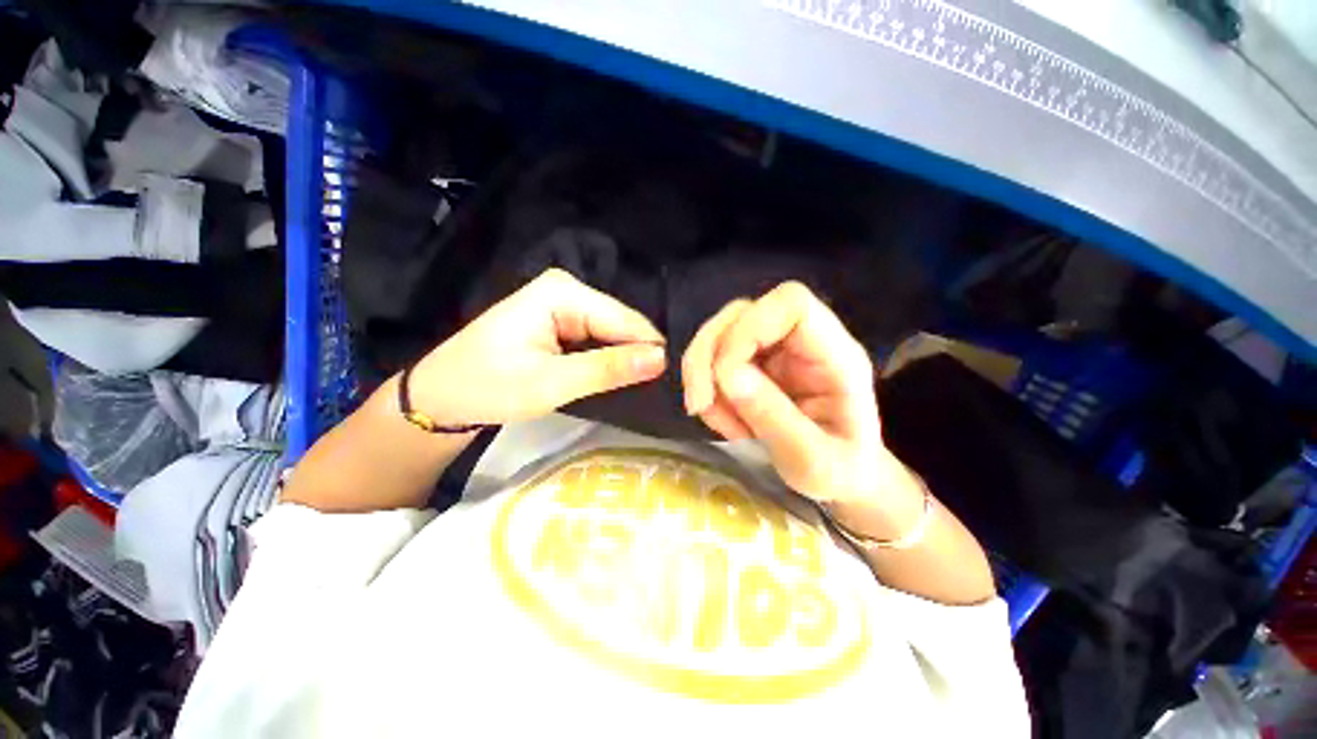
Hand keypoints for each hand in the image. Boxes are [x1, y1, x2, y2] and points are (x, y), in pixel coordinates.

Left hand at [408, 269, 666, 424]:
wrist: (441, 397)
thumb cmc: (487, 387)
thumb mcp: (550, 383)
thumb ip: (607, 369)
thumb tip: (661, 359)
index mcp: (562, 292)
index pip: (625, 319)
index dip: (650, 350)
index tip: (673, 383)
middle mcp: (568, 290)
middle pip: (621, 324)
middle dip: (639, 355)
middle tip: (659, 390)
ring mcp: (565, 305)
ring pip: (613, 333)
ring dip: (626, 359)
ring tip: (647, 387)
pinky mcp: (563, 322)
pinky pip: (600, 340)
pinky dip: (610, 360)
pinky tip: (622, 377)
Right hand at [682, 282, 907, 504]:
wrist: (841, 478)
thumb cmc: (841, 474)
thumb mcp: (815, 463)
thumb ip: (776, 419)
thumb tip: (726, 374)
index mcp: (836, 356)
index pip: (791, 304)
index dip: (748, 328)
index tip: (726, 377)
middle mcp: (802, 342)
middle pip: (742, 312)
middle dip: (709, 355)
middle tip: (698, 404)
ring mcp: (776, 351)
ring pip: (721, 332)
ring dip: (702, 374)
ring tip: (712, 418)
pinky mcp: (755, 364)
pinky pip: (714, 359)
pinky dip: (705, 387)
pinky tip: (723, 420)